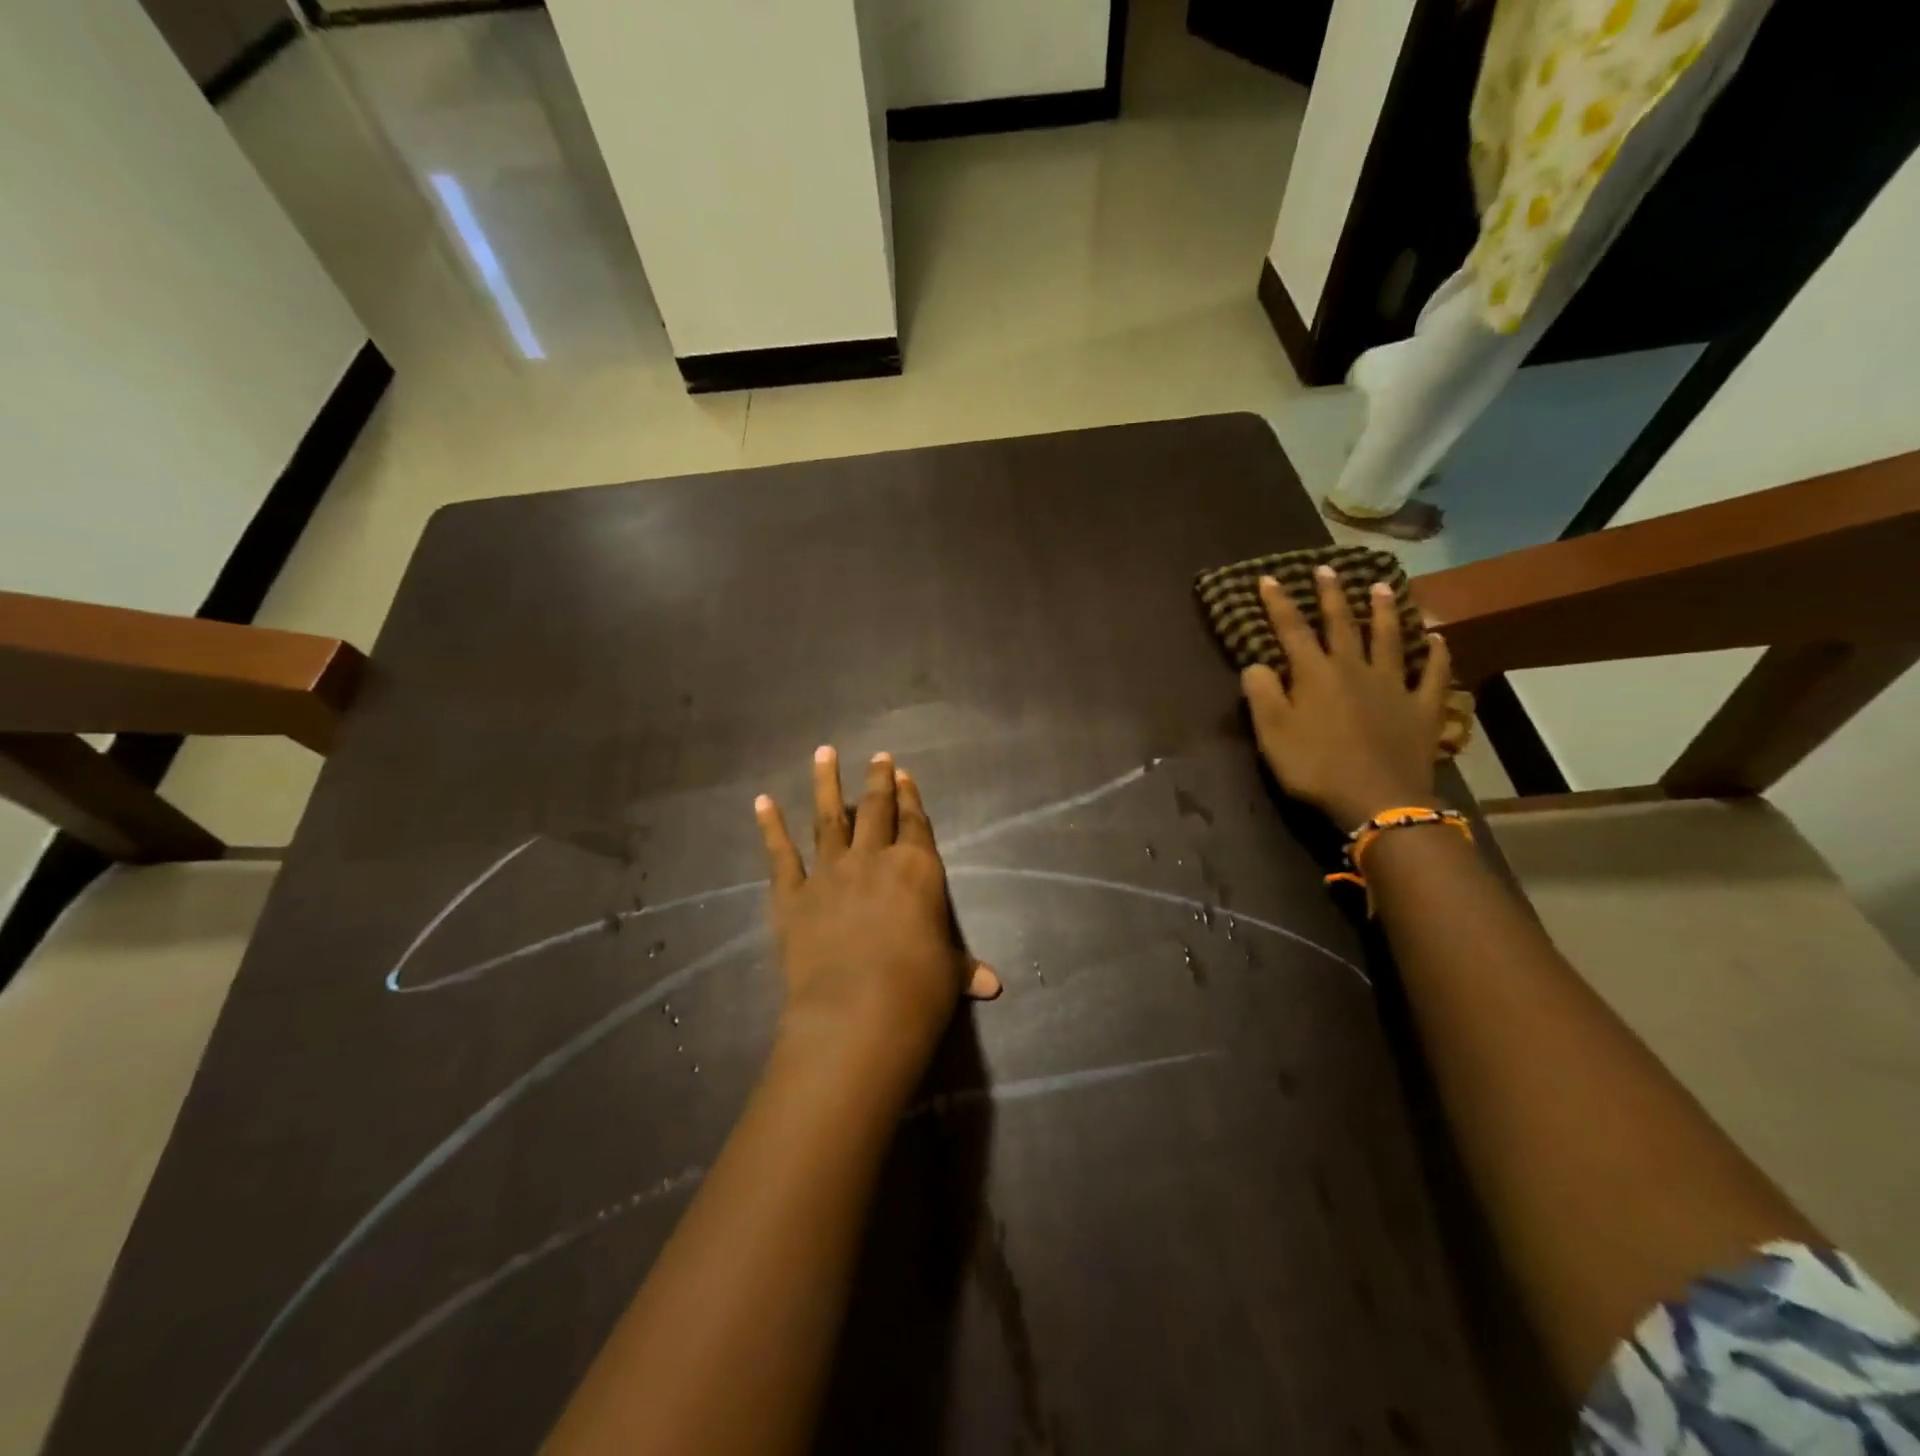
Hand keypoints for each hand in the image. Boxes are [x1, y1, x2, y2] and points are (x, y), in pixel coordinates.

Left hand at [754, 748, 1000, 1081]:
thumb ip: (964, 969)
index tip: (903, 773)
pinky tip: (762, 802)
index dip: (910, 797)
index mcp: (916, 869)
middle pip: (876, 809)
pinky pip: (780, 854)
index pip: (915, 822)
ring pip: (828, 818)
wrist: (856, 1014)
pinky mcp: (792, 896)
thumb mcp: (947, 975)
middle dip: (878, 780)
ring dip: (826, 784)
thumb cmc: (917, 991)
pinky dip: (770, 827)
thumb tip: (993, 985)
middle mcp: (872, 859)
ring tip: (823, 753)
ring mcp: (829, 873)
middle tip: (877, 756)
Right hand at [1240, 566, 1452, 830]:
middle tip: (1327, 569)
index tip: (1269, 578)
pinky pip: (1432, 675)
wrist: (1378, 800)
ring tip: (1381, 586)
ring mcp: (1394, 686)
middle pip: (1342, 625)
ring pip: (1389, 639)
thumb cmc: (1315, 767)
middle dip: (1331, 596)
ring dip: (1383, 611)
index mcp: (1315, 674)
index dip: (1279, 604)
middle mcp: (1355, 669)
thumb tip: (1256, 663)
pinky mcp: (1423, 708)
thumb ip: (1261, 694)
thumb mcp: (1272, 733)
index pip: (1292, 631)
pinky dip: (1436, 655)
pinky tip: (1437, 639)